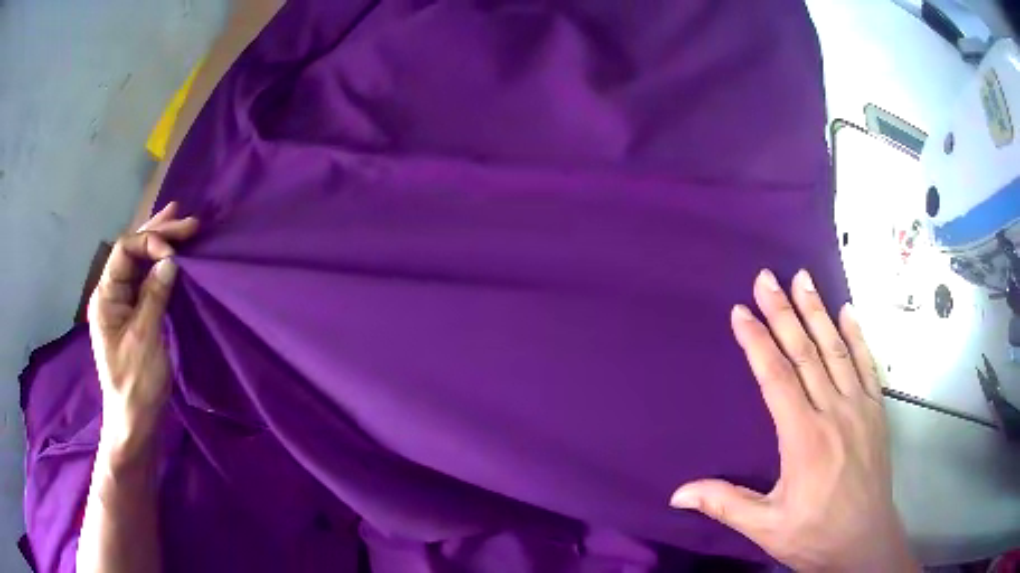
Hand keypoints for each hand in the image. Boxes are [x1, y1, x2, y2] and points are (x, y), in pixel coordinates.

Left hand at [88, 202, 198, 451]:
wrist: (135, 421)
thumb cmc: (136, 383)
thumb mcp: (145, 339)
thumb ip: (154, 296)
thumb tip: (170, 262)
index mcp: (105, 297)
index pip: (125, 251)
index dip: (149, 243)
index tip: (175, 253)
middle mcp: (111, 294)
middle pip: (131, 252)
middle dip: (158, 234)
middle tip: (186, 221)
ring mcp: (122, 305)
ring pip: (139, 264)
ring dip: (160, 244)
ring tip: (180, 223)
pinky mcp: (133, 316)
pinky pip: (146, 282)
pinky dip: (160, 266)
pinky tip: (172, 256)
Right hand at [670, 270, 915, 571]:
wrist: (865, 540)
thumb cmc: (814, 535)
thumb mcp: (766, 528)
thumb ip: (726, 504)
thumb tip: (678, 493)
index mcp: (804, 439)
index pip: (777, 378)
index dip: (757, 342)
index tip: (741, 312)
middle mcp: (833, 412)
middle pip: (806, 353)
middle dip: (783, 312)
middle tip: (766, 277)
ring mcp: (859, 407)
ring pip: (836, 350)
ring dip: (817, 312)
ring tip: (802, 278)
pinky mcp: (876, 410)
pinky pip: (866, 364)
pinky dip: (856, 335)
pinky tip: (847, 311)